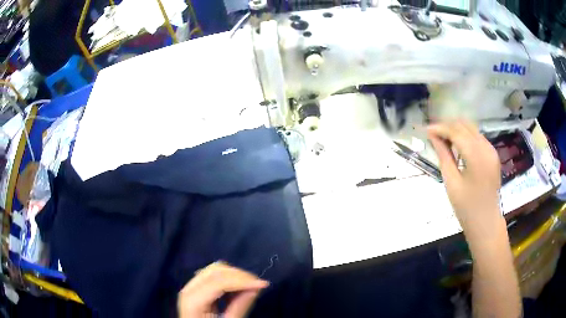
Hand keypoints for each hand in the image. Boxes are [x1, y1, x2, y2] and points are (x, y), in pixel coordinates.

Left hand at [177, 262, 268, 317]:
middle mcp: (188, 288)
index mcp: (193, 300)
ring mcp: (190, 286)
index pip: (219, 282)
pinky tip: (238, 288)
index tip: (264, 284)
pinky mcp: (195, 288)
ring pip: (214, 270)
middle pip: (215, 271)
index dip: (243, 281)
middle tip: (258, 284)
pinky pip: (212, 275)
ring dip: (234, 275)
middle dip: (239, 275)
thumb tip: (255, 288)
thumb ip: (239, 307)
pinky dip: (227, 278)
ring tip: (250, 286)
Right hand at [427, 121, 502, 236]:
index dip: (440, 128)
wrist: (486, 222)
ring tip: (443, 139)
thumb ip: (444, 156)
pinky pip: (477, 137)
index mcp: (476, 156)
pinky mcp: (493, 154)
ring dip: (457, 130)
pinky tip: (457, 146)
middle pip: (465, 126)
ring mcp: (491, 150)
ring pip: (472, 129)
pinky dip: (466, 137)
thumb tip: (433, 137)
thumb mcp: (452, 183)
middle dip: (448, 126)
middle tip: (433, 134)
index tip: (426, 130)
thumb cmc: (467, 207)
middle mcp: (486, 148)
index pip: (456, 132)